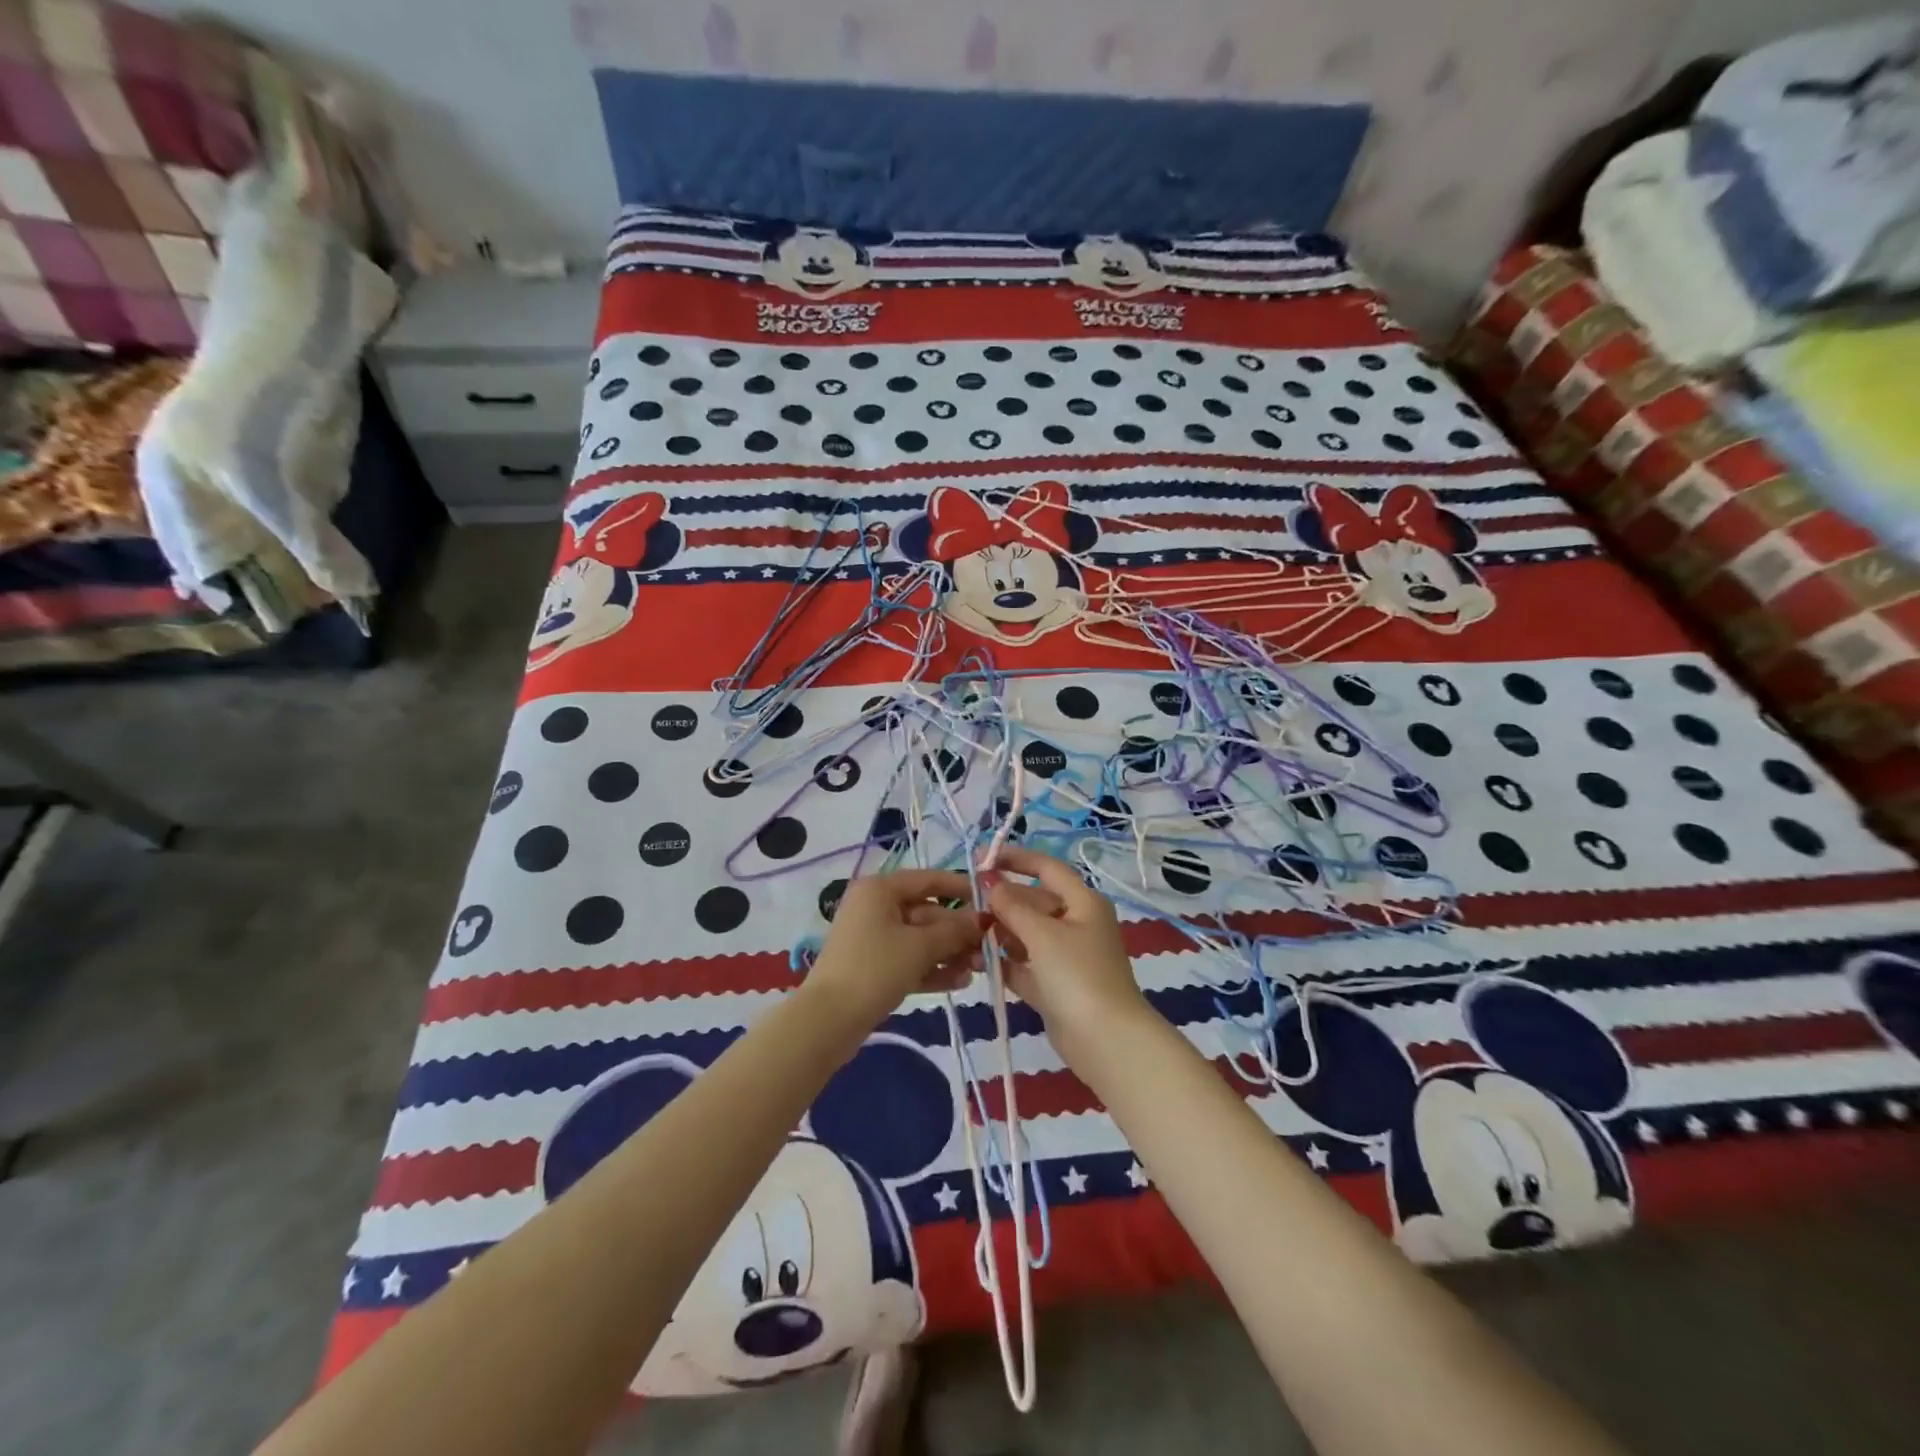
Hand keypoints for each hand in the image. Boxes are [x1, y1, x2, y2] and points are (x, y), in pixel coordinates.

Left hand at [807, 869, 986, 1025]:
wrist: (828, 1020)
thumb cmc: (875, 969)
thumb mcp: (920, 946)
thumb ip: (954, 931)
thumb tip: (981, 919)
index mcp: (881, 889)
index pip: (929, 879)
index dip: (961, 889)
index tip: (991, 901)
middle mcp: (875, 907)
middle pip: (927, 912)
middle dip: (958, 932)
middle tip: (988, 949)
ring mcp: (873, 938)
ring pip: (920, 939)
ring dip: (949, 953)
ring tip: (977, 970)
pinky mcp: (873, 966)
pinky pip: (909, 959)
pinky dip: (932, 968)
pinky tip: (959, 982)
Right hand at [986, 847, 1148, 1052]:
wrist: (1106, 1041)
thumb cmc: (1077, 975)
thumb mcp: (1042, 934)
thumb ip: (1012, 906)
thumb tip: (990, 881)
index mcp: (1083, 903)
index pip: (1047, 868)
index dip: (1016, 859)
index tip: (981, 858)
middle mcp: (1076, 924)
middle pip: (1034, 902)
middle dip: (1002, 901)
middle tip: (966, 902)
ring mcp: (1066, 957)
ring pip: (1026, 934)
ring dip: (999, 932)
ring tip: (966, 932)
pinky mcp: (1055, 986)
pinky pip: (1024, 965)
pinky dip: (1004, 962)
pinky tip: (975, 961)